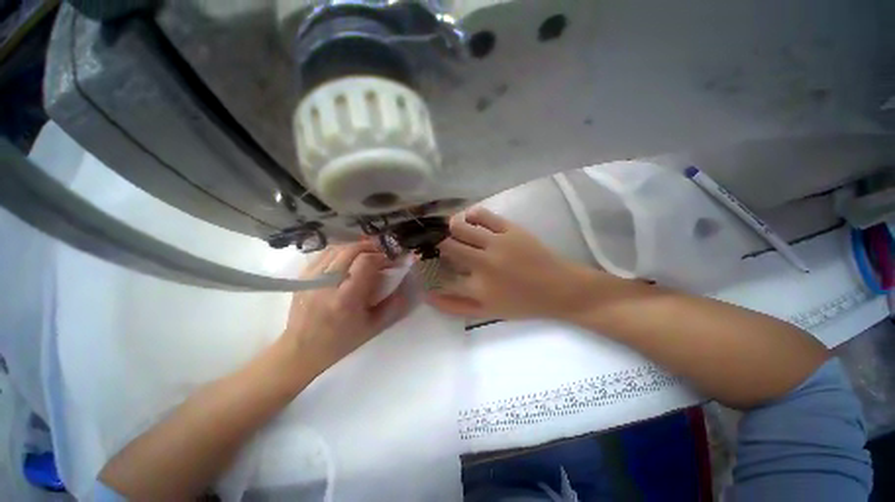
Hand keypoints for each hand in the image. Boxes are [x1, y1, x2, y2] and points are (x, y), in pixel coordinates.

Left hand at [281, 241, 410, 376]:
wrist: (302, 351)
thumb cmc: (341, 342)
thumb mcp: (374, 327)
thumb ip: (393, 303)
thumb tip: (404, 280)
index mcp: (346, 298)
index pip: (365, 262)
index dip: (382, 256)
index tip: (391, 261)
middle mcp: (326, 283)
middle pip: (350, 250)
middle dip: (370, 247)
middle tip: (382, 253)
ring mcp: (311, 278)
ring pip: (336, 247)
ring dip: (355, 247)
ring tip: (367, 253)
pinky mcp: (302, 277)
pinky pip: (323, 253)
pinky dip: (340, 251)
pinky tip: (347, 259)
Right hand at [427, 208, 590, 319]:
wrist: (559, 288)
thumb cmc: (522, 303)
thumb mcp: (487, 313)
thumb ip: (455, 306)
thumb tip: (427, 295)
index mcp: (478, 287)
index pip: (440, 273)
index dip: (425, 264)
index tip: (419, 259)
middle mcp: (484, 262)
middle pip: (447, 245)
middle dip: (435, 242)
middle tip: (433, 242)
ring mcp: (498, 242)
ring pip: (461, 226)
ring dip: (449, 227)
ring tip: (449, 230)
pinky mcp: (510, 228)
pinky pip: (482, 214)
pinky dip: (469, 215)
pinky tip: (468, 220)